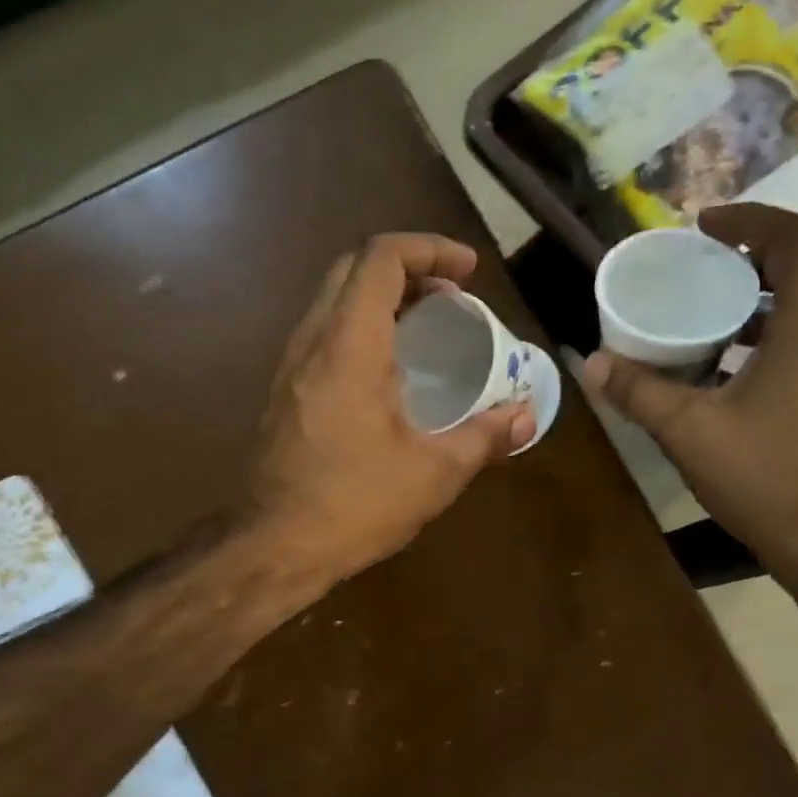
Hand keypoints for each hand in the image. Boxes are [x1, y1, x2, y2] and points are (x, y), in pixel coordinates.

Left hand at [246, 233, 534, 586]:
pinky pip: (323, 337)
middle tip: (450, 297)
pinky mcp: (283, 394)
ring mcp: (290, 368)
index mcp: (349, 345)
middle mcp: (312, 342)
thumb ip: (484, 437)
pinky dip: (359, 330)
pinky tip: (388, 373)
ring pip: (333, 302)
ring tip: (426, 328)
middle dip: (407, 268)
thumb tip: (524, 417)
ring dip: (380, 299)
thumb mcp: (434, 473)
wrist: (273, 547)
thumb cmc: (355, 504)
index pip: (381, 258)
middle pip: (352, 270)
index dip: (428, 249)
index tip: (468, 271)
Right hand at [581, 204, 797, 633]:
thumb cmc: (768, 479)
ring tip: (714, 311)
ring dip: (771, 293)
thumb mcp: (690, 433)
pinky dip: (780, 328)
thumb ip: (640, 392)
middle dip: (761, 253)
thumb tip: (592, 363)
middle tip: (708, 266)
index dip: (752, 220)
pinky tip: (734, 364)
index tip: (704, 228)